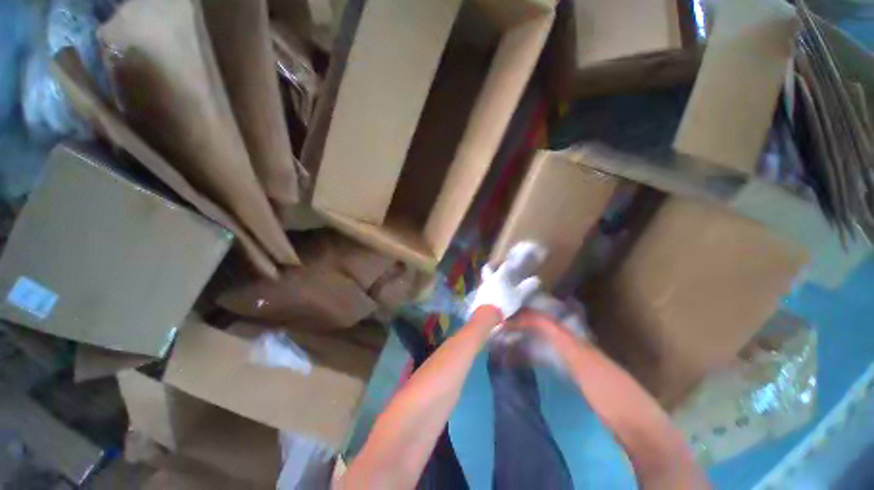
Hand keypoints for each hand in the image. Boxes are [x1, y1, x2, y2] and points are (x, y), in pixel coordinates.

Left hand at [468, 263, 540, 321]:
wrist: (487, 315)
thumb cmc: (504, 303)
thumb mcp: (519, 296)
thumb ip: (527, 287)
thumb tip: (536, 279)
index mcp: (499, 276)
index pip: (505, 266)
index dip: (510, 264)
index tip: (513, 263)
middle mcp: (489, 279)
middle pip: (488, 269)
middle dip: (492, 267)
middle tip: (496, 268)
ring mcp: (482, 288)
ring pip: (485, 279)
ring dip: (490, 280)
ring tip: (497, 285)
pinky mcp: (478, 297)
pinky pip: (483, 290)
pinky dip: (488, 290)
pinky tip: (491, 296)